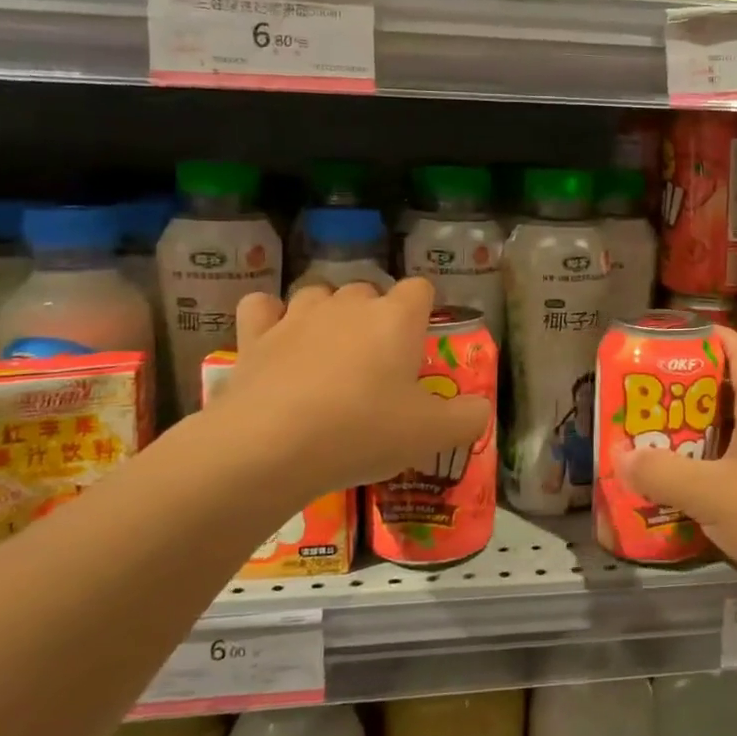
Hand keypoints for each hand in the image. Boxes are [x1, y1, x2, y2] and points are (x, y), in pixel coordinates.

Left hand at [207, 278, 489, 501]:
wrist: (273, 446)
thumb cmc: (364, 431)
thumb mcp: (432, 434)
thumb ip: (468, 417)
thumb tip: (481, 408)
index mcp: (396, 318)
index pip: (420, 288)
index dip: (423, 310)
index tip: (420, 343)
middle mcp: (349, 304)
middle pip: (369, 289)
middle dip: (375, 315)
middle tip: (377, 363)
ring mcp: (298, 316)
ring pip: (318, 292)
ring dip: (326, 313)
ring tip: (329, 351)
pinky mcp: (255, 336)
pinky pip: (261, 306)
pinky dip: (270, 317)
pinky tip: (276, 340)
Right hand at [618, 324, 736, 594]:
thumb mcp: (711, 495)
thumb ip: (661, 474)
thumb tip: (620, 455)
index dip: (706, 337)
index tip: (670, 343)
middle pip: (736, 388)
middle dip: (693, 391)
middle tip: (654, 401)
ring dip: (708, 430)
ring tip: (669, 442)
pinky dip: (726, 461)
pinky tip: (705, 487)